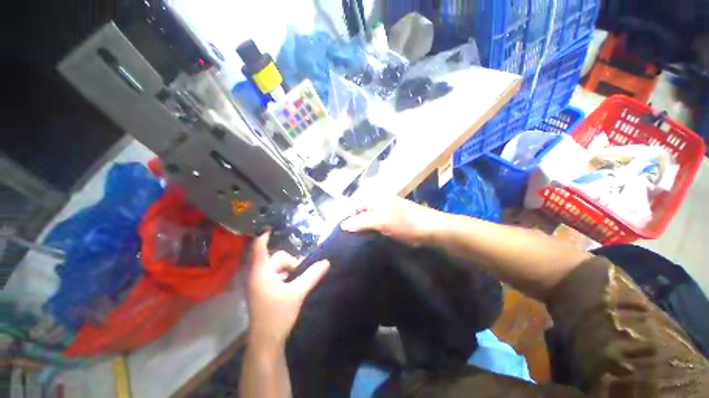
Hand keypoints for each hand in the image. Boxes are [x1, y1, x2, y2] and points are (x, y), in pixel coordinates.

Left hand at [247, 232, 329, 348]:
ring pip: (275, 268)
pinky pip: (274, 276)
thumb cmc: (278, 315)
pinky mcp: (262, 292)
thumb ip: (312, 275)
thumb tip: (326, 262)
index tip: (272, 228)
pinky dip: (284, 276)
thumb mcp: (297, 293)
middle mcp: (257, 276)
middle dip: (289, 262)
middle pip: (275, 258)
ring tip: (297, 279)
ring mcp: (259, 285)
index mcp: (262, 273)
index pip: (259, 248)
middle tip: (300, 271)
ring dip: (287, 270)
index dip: (264, 237)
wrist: (265, 342)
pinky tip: (292, 285)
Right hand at [340, 197, 440, 245]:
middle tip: (346, 241)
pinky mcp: (391, 222)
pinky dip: (371, 233)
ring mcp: (385, 213)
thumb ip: (361, 222)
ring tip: (353, 244)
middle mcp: (378, 204)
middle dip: (353, 225)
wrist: (431, 229)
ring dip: (362, 230)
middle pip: (360, 214)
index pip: (354, 206)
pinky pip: (376, 227)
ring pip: (368, 221)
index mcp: (375, 200)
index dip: (346, 218)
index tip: (340, 233)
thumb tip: (343, 225)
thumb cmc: (405, 223)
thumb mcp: (382, 221)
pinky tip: (367, 242)